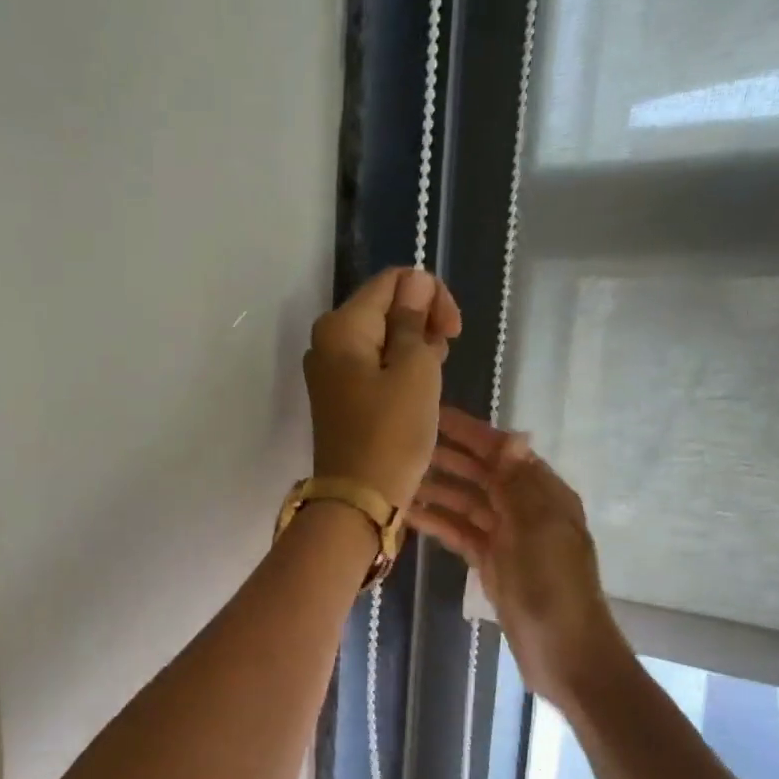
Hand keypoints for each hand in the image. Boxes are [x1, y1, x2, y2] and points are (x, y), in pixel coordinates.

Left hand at [305, 268, 461, 509]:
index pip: (393, 281)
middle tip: (441, 359)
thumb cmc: (392, 432)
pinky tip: (416, 391)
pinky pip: (372, 364)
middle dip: (421, 322)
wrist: (359, 498)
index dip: (430, 295)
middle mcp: (326, 340)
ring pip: (381, 337)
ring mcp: (329, 369)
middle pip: (385, 306)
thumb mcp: (415, 369)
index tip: (452, 331)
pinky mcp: (338, 394)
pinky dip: (397, 369)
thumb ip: (414, 319)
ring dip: (413, 348)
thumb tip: (415, 283)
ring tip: (431, 380)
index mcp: (341, 325)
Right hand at [408, 406, 632, 706]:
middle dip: (447, 456)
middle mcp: (525, 508)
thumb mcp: (539, 529)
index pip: (502, 451)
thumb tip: (510, 436)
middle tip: (401, 442)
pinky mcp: (490, 561)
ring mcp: (506, 536)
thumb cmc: (554, 586)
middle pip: (481, 473)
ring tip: (396, 475)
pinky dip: (437, 521)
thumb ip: (519, 484)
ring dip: (436, 488)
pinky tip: (408, 513)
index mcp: (544, 494)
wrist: (564, 652)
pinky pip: (459, 531)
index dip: (469, 432)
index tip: (431, 414)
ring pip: (465, 501)